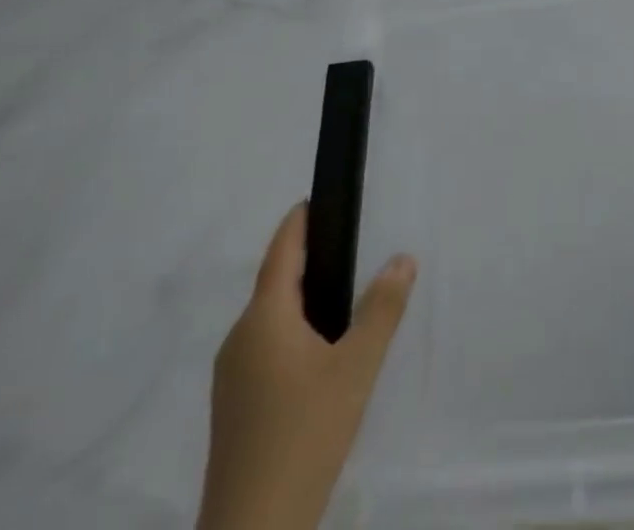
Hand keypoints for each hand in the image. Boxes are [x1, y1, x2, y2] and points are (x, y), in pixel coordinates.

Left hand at [200, 203, 416, 529]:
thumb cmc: (305, 435)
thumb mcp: (356, 368)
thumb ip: (382, 309)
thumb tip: (403, 257)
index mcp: (263, 318)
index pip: (281, 251)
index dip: (298, 222)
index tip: (317, 199)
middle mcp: (239, 338)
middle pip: (274, 285)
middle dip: (307, 262)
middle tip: (348, 249)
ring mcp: (230, 377)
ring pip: (269, 321)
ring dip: (300, 302)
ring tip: (341, 301)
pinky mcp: (232, 409)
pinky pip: (264, 350)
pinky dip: (290, 335)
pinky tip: (318, 358)